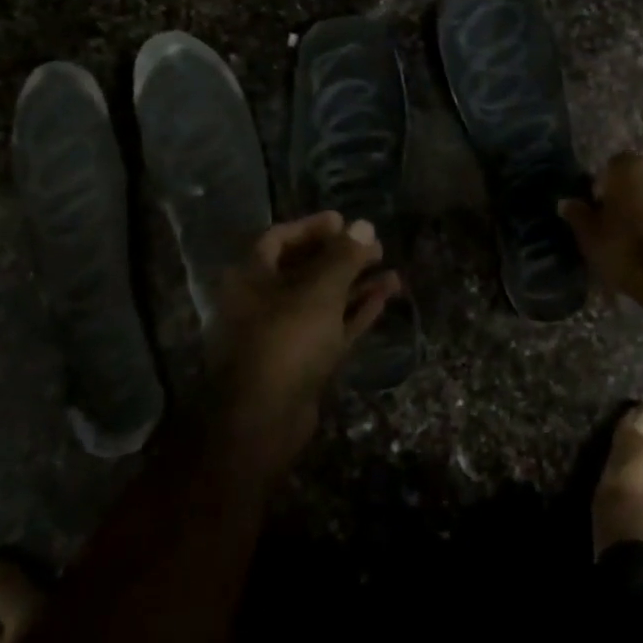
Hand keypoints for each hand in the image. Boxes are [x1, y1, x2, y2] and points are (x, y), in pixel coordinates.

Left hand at [210, 212, 400, 450]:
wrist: (265, 421)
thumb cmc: (286, 341)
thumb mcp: (319, 291)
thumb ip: (344, 256)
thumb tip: (364, 224)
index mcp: (251, 278)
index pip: (279, 238)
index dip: (312, 227)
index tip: (345, 221)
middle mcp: (263, 301)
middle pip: (304, 268)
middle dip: (341, 255)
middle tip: (375, 245)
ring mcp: (284, 333)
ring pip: (323, 299)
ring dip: (355, 283)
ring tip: (391, 269)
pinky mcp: (303, 360)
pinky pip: (332, 325)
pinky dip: (356, 310)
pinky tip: (386, 295)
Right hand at [558, 152, 642, 316]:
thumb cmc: (623, 248)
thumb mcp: (589, 235)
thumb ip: (578, 214)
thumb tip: (566, 202)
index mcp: (629, 167)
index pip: (611, 165)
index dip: (602, 185)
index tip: (597, 207)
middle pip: (638, 178)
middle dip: (628, 194)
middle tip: (615, 221)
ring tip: (636, 236)